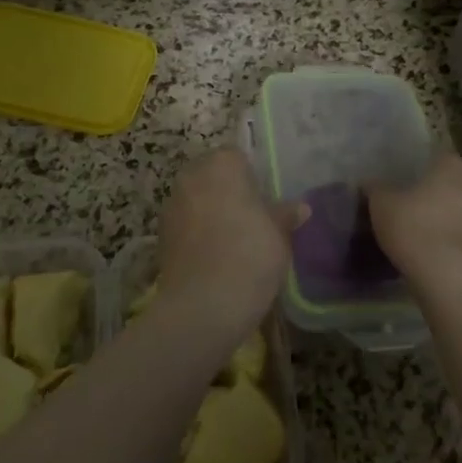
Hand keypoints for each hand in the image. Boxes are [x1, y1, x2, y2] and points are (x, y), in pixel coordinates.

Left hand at [156, 148, 301, 336]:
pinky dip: (197, 234)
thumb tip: (301, 208)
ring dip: (210, 212)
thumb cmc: (251, 255)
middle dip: (228, 192)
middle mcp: (192, 176)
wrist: (203, 305)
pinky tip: (215, 257)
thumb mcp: (280, 235)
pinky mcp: (160, 235)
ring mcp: (172, 205)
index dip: (252, 177)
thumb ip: (286, 215)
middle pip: (213, 176)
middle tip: (252, 218)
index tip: (264, 200)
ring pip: (197, 200)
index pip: (238, 157)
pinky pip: (186, 225)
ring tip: (233, 240)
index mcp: (223, 164)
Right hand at [367, 152, 461, 289]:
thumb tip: (369, 182)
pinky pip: (461, 226)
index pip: (433, 156)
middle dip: (431, 189)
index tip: (400, 180)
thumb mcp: (382, 204)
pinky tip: (429, 242)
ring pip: (457, 204)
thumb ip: (376, 188)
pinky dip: (448, 231)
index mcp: (452, 162)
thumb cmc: (414, 225)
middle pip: (448, 180)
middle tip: (406, 201)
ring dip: (442, 211)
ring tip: (416, 224)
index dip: (415, 168)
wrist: (447, 273)